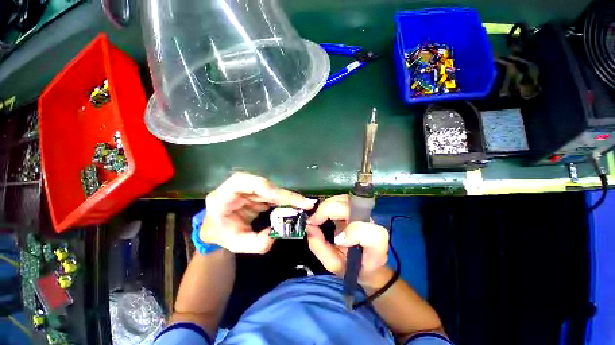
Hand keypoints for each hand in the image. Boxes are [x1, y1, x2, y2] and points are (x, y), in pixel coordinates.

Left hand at [200, 173, 315, 253]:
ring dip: (287, 197)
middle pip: (263, 185)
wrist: (218, 228)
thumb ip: (257, 243)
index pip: (245, 183)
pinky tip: (296, 205)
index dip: (267, 189)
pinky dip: (285, 199)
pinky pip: (273, 193)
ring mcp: (248, 188)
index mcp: (222, 196)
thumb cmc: (223, 235)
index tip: (284, 199)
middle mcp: (236, 187)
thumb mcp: (237, 245)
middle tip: (303, 203)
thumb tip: (277, 232)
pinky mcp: (257, 191)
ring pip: (271, 188)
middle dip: (284, 194)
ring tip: (302, 205)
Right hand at [306, 195, 389, 283]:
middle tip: (313, 220)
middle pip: (354, 208)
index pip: (373, 234)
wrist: (366, 264)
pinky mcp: (357, 210)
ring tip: (317, 216)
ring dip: (328, 205)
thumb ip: (321, 248)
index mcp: (375, 249)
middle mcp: (373, 227)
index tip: (336, 239)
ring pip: (348, 200)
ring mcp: (365, 215)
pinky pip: (343, 200)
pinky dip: (330, 203)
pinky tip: (322, 212)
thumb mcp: (334, 265)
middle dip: (329, 210)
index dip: (353, 232)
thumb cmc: (352, 268)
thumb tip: (310, 227)